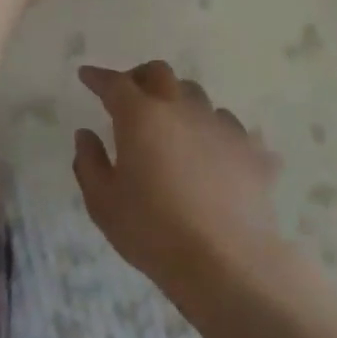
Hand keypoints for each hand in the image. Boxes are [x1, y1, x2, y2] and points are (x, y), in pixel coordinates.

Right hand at [73, 60, 282, 296]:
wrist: (226, 263)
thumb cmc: (153, 232)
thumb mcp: (103, 203)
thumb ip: (89, 162)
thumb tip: (86, 135)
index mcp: (141, 116)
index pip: (115, 84)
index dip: (98, 77)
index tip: (87, 76)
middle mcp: (182, 108)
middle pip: (160, 74)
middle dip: (140, 77)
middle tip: (130, 96)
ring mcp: (221, 125)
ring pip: (196, 96)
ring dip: (178, 102)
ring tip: (172, 127)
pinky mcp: (251, 149)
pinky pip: (228, 127)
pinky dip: (212, 132)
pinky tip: (211, 153)